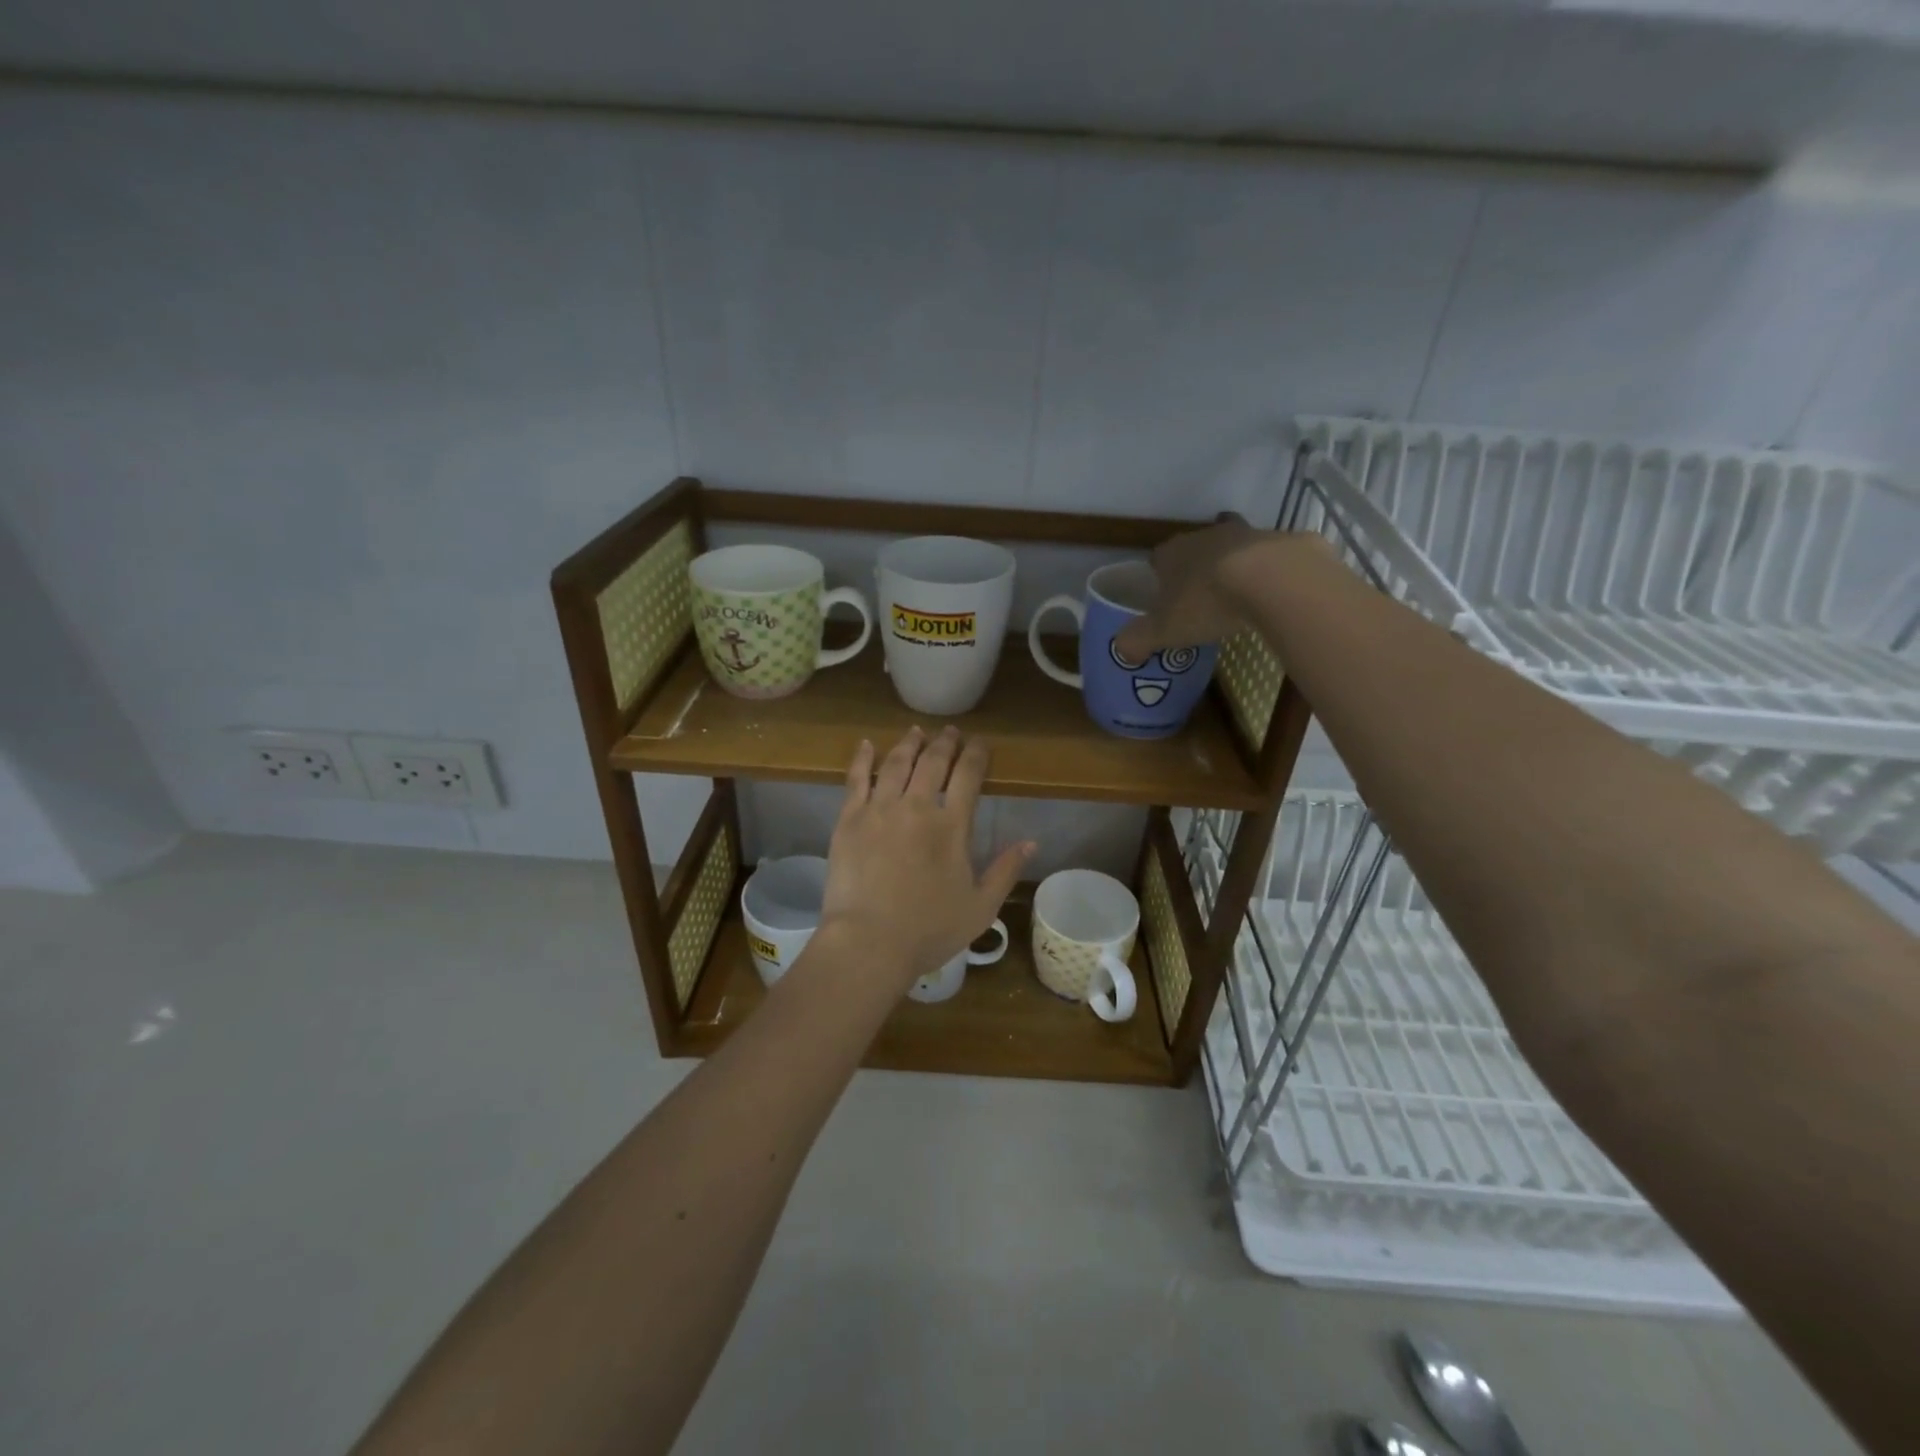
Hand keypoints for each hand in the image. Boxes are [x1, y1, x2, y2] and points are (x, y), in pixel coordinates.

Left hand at [819, 726, 1034, 989]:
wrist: (868, 942)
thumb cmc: (929, 930)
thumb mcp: (980, 907)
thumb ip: (1005, 871)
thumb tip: (1031, 842)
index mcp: (952, 826)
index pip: (968, 775)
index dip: (976, 754)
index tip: (980, 743)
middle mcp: (917, 806)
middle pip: (933, 762)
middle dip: (944, 743)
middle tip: (949, 732)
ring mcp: (879, 809)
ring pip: (896, 763)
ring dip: (909, 744)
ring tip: (916, 732)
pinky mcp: (848, 819)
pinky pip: (856, 779)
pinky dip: (863, 758)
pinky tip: (867, 744)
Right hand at [1114, 515, 1298, 661]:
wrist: (1274, 580)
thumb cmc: (1207, 602)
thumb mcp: (1163, 630)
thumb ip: (1137, 640)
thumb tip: (1121, 650)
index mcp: (1173, 553)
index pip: (1158, 558)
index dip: (1159, 577)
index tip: (1164, 598)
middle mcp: (1208, 535)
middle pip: (1196, 550)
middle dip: (1197, 571)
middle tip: (1200, 601)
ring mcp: (1249, 534)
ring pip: (1235, 550)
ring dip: (1234, 569)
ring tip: (1239, 599)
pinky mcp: (1286, 542)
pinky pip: (1273, 559)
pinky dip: (1271, 575)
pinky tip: (1275, 597)